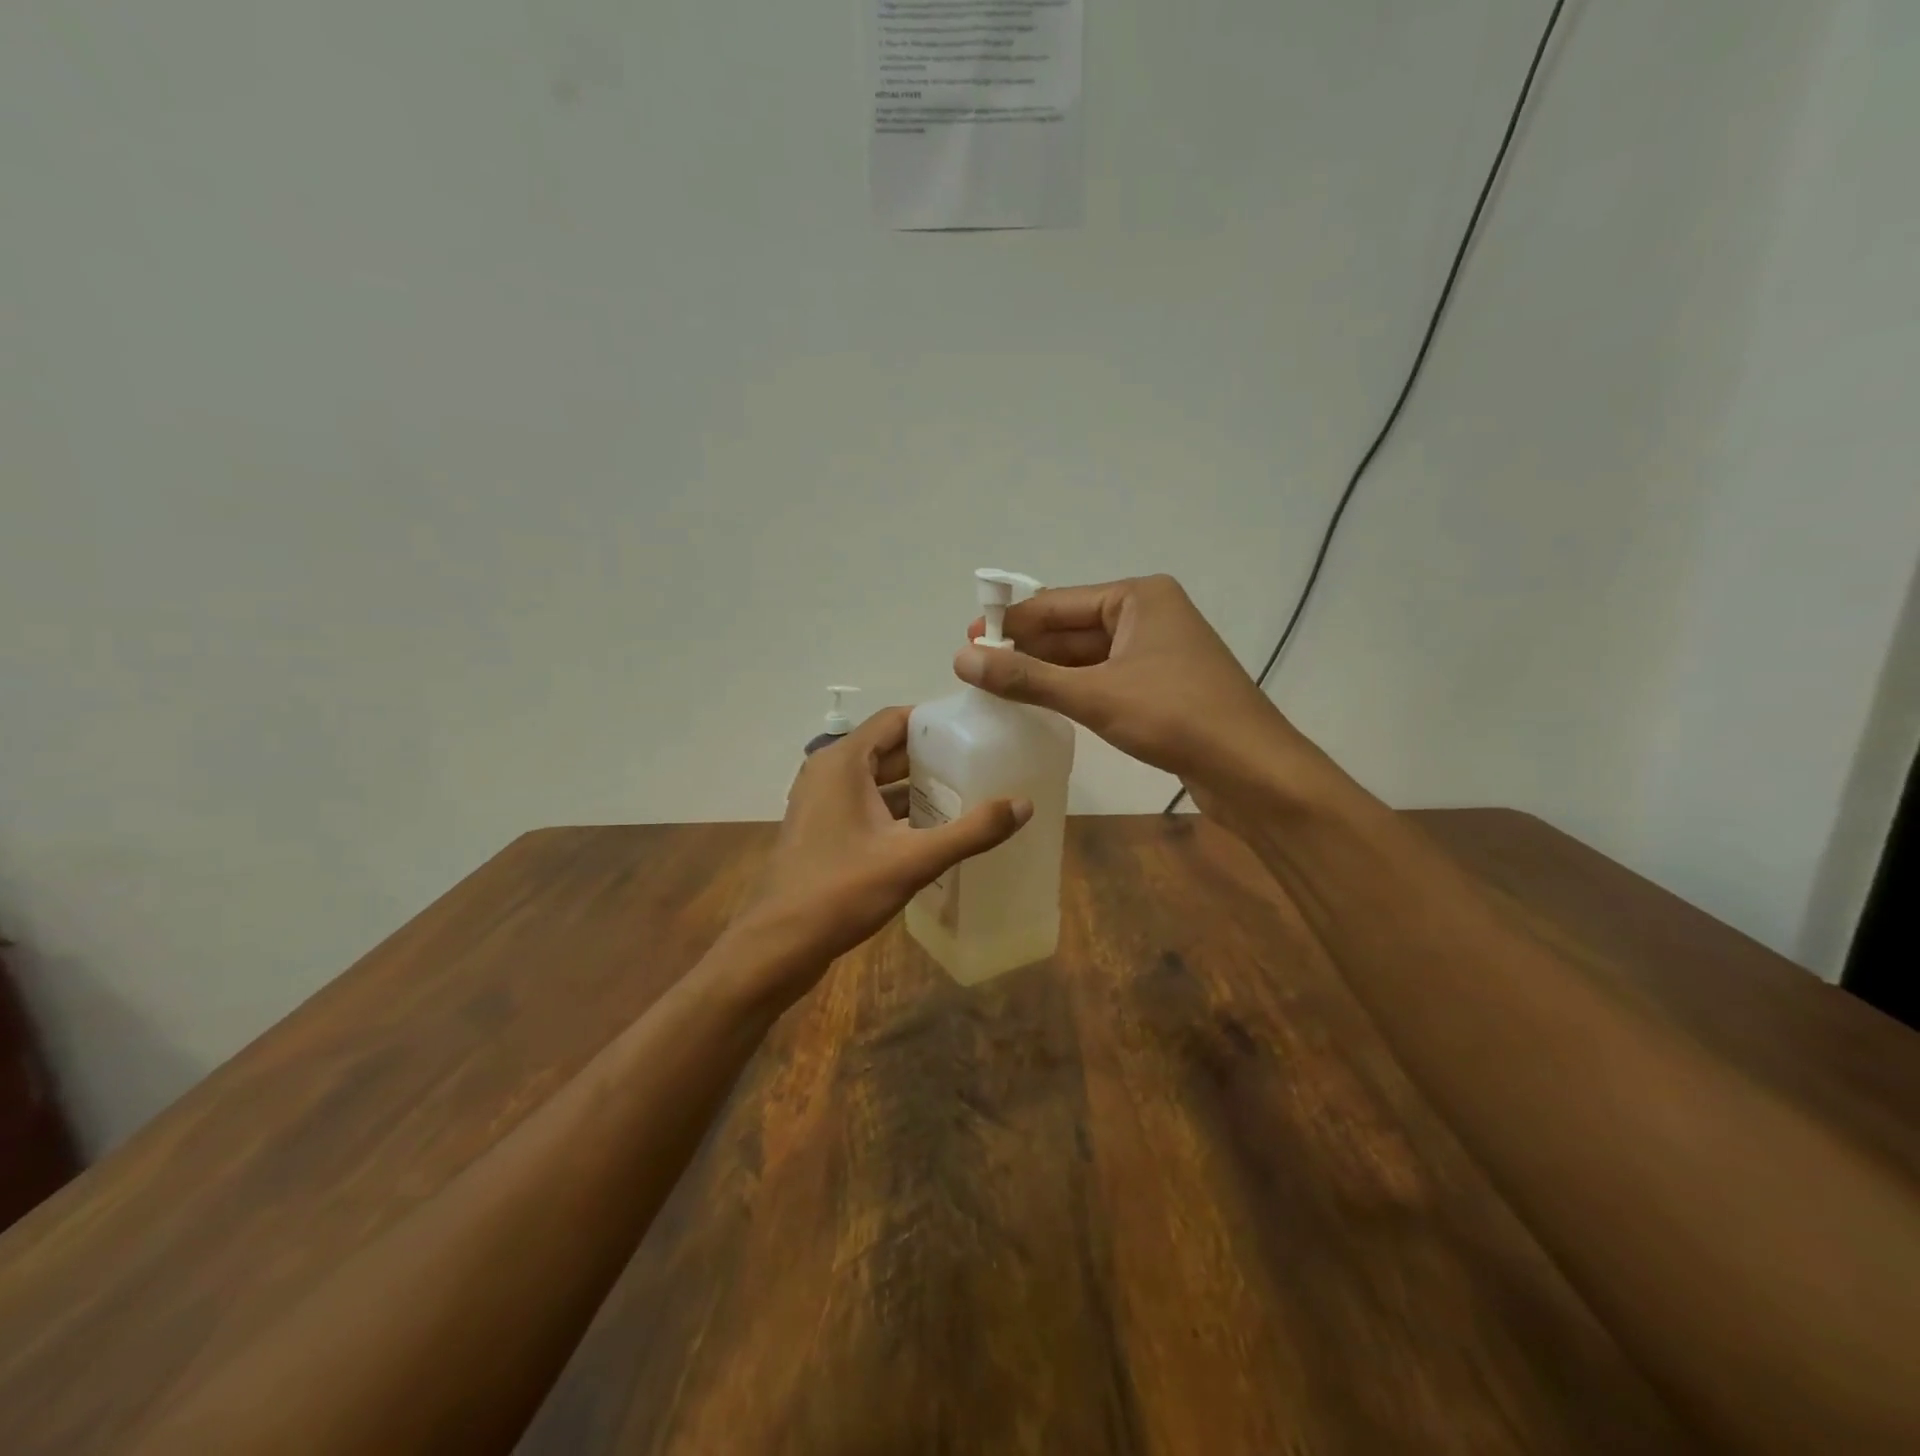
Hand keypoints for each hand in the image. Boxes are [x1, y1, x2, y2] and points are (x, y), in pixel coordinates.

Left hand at [723, 707, 1030, 997]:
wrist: (778, 945)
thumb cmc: (841, 891)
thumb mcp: (913, 859)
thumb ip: (970, 831)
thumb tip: (1024, 804)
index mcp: (843, 762)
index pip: (895, 720)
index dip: (935, 721)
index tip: (976, 730)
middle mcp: (829, 773)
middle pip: (888, 749)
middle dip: (932, 755)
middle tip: (981, 762)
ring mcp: (822, 803)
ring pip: (878, 780)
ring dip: (916, 786)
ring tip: (967, 793)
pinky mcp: (823, 830)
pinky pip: (867, 806)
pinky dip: (898, 810)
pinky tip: (933, 830)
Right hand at [955, 575, 1306, 813]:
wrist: (1252, 770)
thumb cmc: (1176, 717)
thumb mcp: (1094, 695)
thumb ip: (1027, 678)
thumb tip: (961, 658)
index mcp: (1137, 597)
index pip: (1056, 603)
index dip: (1011, 623)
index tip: (967, 642)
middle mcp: (1148, 614)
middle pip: (1071, 628)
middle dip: (1026, 648)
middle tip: (976, 669)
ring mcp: (1157, 652)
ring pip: (1087, 657)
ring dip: (1046, 671)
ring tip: (998, 687)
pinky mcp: (1161, 686)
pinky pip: (1104, 678)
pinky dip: (1072, 689)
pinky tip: (1042, 703)